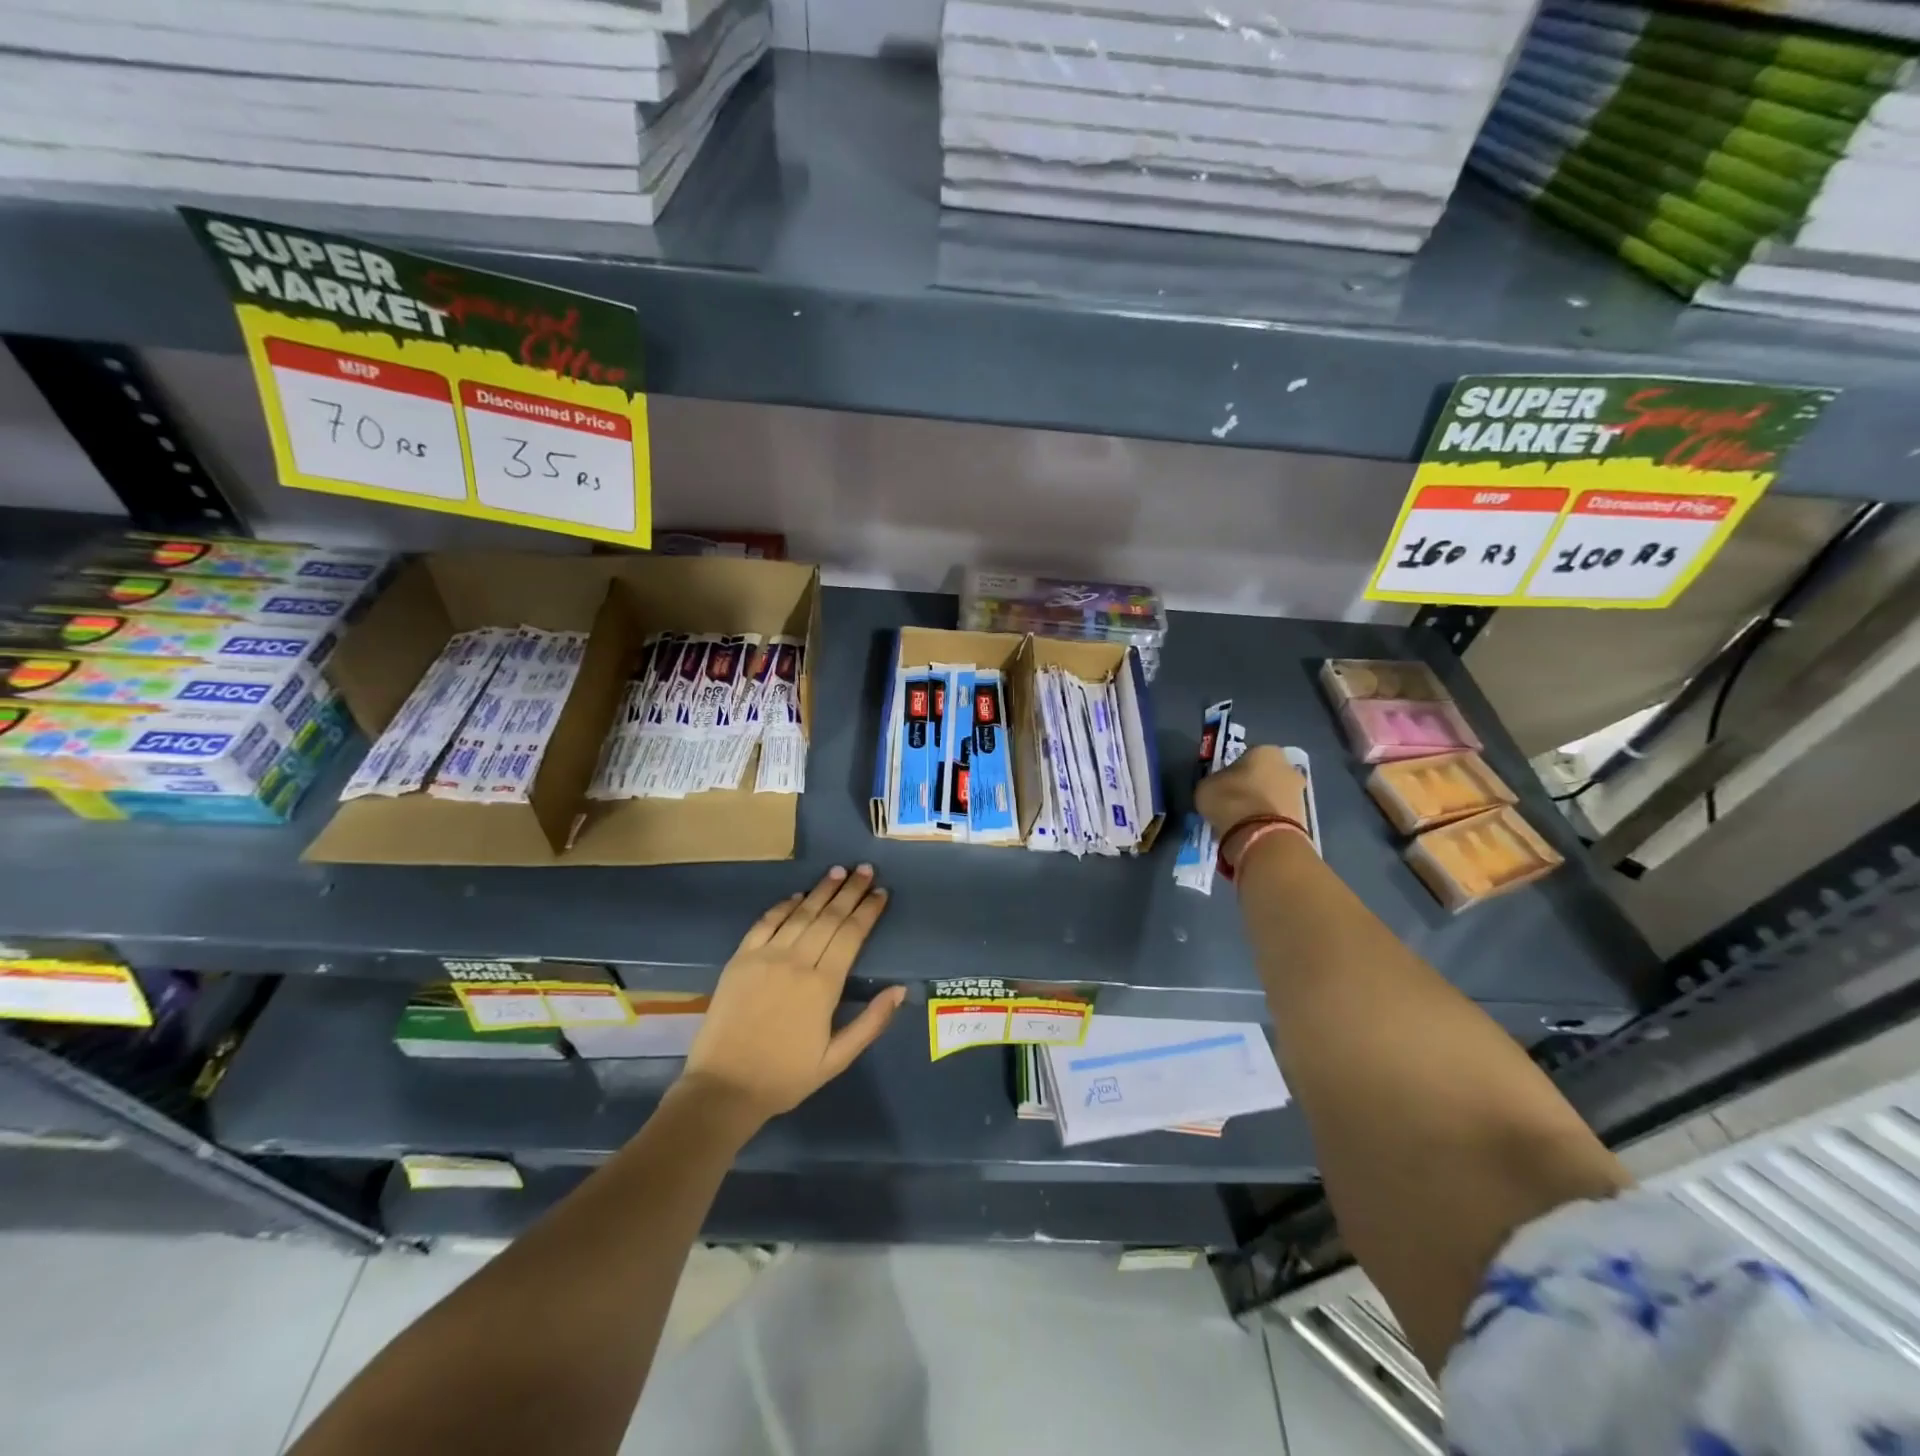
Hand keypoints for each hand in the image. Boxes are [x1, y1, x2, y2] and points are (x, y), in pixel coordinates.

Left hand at [677, 865, 905, 1133]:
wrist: (723, 1088)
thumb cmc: (785, 1077)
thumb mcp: (836, 1059)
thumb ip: (871, 1023)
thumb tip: (900, 990)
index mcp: (823, 986)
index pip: (851, 936)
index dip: (868, 911)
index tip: (881, 892)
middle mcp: (796, 962)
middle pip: (829, 917)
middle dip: (850, 891)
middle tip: (865, 869)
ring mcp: (765, 957)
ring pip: (800, 913)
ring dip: (821, 890)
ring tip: (839, 871)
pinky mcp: (740, 959)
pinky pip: (766, 923)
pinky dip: (784, 906)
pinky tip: (798, 895)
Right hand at [1194, 744, 1308, 870]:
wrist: (1261, 835)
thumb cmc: (1230, 799)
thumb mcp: (1207, 786)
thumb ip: (1215, 782)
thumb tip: (1218, 788)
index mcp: (1265, 751)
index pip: (1247, 756)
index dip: (1234, 770)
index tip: (1224, 785)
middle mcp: (1288, 767)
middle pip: (1266, 775)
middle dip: (1254, 787)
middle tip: (1235, 802)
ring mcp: (1300, 793)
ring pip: (1275, 796)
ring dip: (1262, 805)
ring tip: (1242, 822)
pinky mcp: (1304, 819)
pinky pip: (1279, 816)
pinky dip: (1268, 822)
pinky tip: (1253, 832)